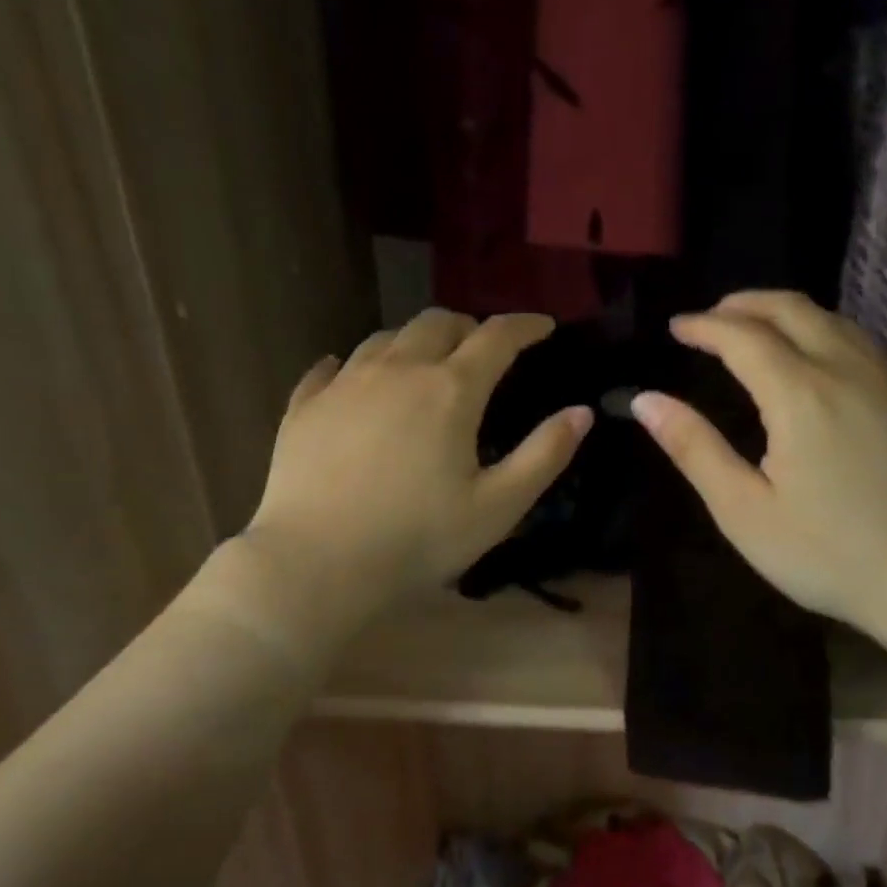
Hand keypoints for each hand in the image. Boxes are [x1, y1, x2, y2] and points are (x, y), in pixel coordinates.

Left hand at [238, 309, 590, 624]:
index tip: (543, 325)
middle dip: (467, 327)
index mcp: (450, 390)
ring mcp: (344, 384)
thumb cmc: (417, 540)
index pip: (496, 337)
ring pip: (385, 338)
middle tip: (482, 350)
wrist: (316, 563)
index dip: (525, 325)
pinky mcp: (305, 407)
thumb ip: (544, 455)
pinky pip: (331, 368)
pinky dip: (355, 366)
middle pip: (437, 322)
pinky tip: (352, 378)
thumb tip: (581, 412)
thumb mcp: (497, 507)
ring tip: (424, 363)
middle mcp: (397, 370)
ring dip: (415, 341)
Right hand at [630, 291, 886, 645]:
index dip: (705, 326)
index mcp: (800, 395)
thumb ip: (694, 449)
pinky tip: (814, 361)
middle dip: (745, 304)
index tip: (676, 327)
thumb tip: (647, 401)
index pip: (743, 337)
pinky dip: (823, 333)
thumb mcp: (744, 511)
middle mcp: (847, 372)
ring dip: (787, 312)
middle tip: (711, 317)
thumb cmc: (829, 555)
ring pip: (835, 321)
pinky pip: (862, 345)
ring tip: (756, 327)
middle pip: (793, 310)